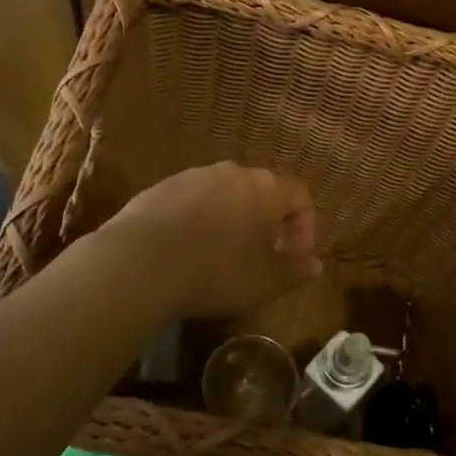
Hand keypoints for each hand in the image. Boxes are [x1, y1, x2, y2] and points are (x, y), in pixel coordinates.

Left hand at [101, 162, 320, 317]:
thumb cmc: (217, 271)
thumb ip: (295, 271)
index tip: (294, 258)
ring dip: (231, 219)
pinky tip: (186, 251)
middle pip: (262, 192)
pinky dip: (198, 221)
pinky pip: (192, 201)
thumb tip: (315, 265)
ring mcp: (193, 176)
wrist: (141, 263)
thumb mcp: (266, 282)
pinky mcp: (160, 187)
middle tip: (262, 256)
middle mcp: (233, 173)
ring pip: (224, 195)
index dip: (304, 228)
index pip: (300, 197)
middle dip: (267, 222)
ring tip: (221, 254)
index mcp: (266, 189)